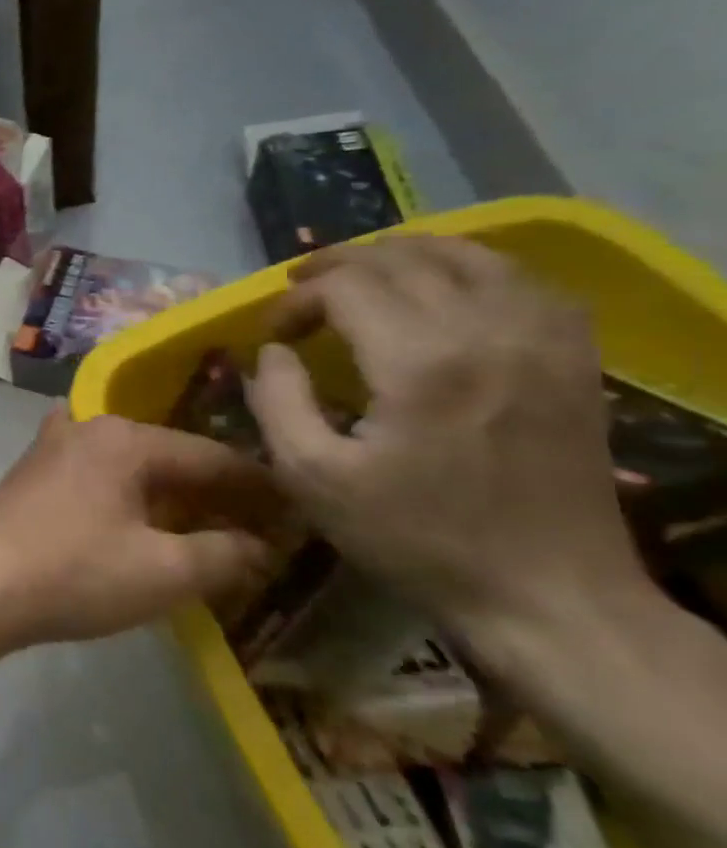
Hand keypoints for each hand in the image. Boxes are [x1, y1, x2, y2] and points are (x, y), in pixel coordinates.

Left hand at [0, 409, 282, 655]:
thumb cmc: (73, 574)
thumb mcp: (164, 572)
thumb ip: (225, 554)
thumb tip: (261, 546)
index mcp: (124, 438)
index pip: (212, 456)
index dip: (260, 488)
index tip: (299, 514)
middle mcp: (85, 428)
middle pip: (168, 456)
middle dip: (213, 492)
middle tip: (258, 529)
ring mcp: (50, 449)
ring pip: (130, 466)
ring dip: (169, 496)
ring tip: (207, 529)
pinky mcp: (30, 476)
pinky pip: (97, 477)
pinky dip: (128, 498)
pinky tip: (140, 524)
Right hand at [244, 235, 648, 639]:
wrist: (546, 594)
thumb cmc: (413, 537)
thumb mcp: (311, 476)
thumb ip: (277, 400)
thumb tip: (274, 351)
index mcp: (419, 363)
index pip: (346, 286)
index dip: (297, 299)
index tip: (273, 334)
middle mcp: (488, 332)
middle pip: (402, 260)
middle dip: (337, 267)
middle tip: (299, 295)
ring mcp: (543, 341)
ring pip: (469, 255)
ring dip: (403, 254)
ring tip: (361, 275)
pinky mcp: (574, 359)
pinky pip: (524, 282)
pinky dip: (472, 270)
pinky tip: (444, 289)